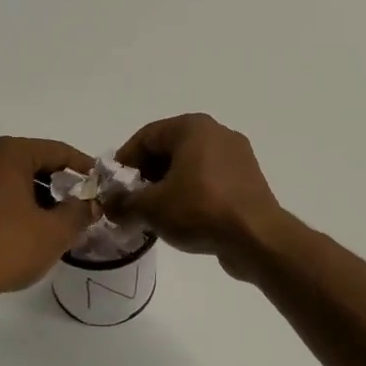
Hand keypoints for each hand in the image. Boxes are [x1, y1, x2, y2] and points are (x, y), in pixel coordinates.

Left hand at [0, 137, 97, 302]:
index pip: (57, 151)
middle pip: (32, 162)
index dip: (83, 166)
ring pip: (10, 178)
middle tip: (79, 204)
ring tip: (55, 220)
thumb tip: (90, 205)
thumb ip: (80, 212)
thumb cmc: (8, 247)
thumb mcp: (56, 231)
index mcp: (8, 153)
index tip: (99, 182)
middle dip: (58, 183)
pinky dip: (13, 203)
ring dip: (35, 195)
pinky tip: (25, 228)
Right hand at [111, 115, 286, 274]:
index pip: (146, 137)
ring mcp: (237, 157)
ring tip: (152, 215)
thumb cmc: (200, 210)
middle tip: (129, 203)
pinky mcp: (247, 181)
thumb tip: (109, 206)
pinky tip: (180, 220)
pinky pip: (209, 182)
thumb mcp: (151, 208)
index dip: (124, 162)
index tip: (111, 188)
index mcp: (193, 127)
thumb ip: (123, 203)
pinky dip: (190, 195)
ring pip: (189, 167)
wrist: (256, 238)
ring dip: (167, 188)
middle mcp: (217, 133)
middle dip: (145, 176)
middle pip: (168, 150)